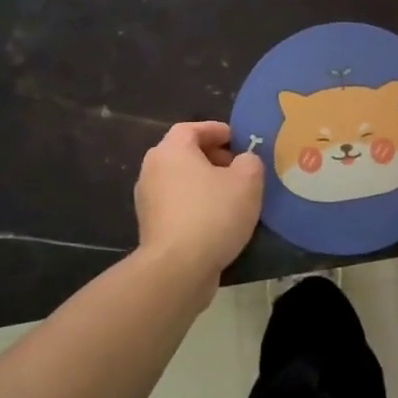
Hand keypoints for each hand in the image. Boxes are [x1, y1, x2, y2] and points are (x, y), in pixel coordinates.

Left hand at [134, 121, 262, 281]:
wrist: (177, 268)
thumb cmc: (213, 214)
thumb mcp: (247, 181)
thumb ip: (250, 162)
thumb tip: (243, 161)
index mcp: (171, 151)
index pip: (191, 128)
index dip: (216, 130)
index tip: (237, 139)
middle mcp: (152, 170)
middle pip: (183, 154)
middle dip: (211, 156)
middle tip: (237, 167)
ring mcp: (147, 200)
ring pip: (180, 180)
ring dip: (204, 182)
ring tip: (231, 194)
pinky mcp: (151, 227)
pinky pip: (177, 204)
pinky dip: (195, 203)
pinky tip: (217, 219)